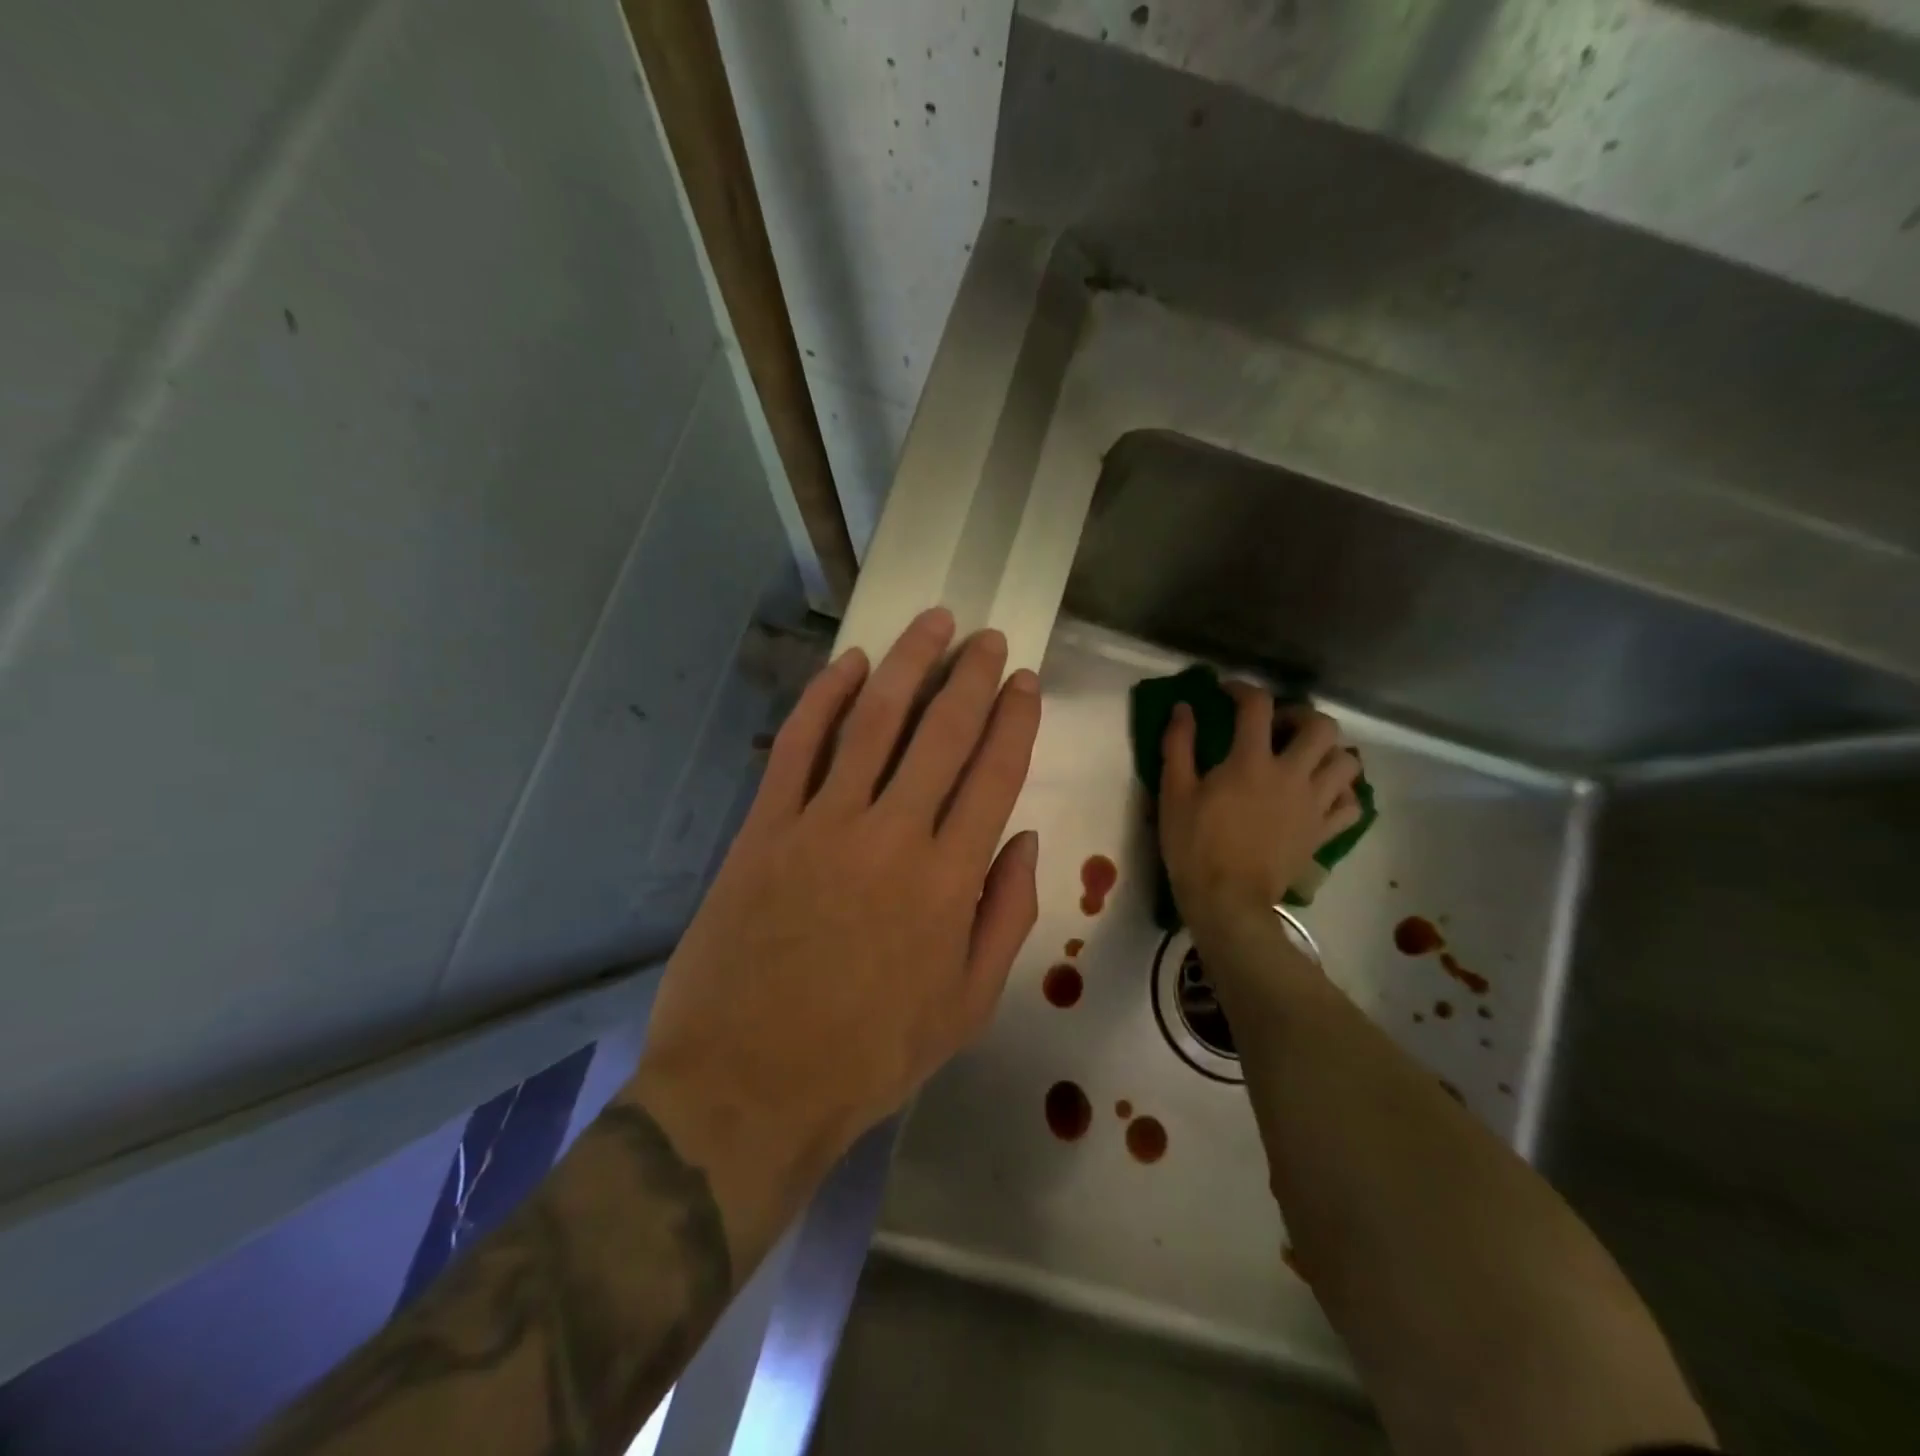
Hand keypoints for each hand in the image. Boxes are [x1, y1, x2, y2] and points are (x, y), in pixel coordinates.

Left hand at [631, 608, 1041, 1259]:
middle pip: (942, 732)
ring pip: (873, 721)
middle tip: (986, 638)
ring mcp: (823, 824)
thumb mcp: (967, 1007)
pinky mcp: (765, 828)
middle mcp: (894, 834)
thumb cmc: (870, 1056)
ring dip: (907, 664)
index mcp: (950, 880)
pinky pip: (798, 746)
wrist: (751, 1085)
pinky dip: (824, 698)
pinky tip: (848, 665)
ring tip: (932, 624)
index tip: (1023, 680)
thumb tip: (1027, 840)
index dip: (1014, 720)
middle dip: (971, 676)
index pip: (995, 774)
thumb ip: (1006, 916)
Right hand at [1159, 684, 1361, 940]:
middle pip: (1321, 726)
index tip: (1228, 692)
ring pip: (1347, 761)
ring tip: (1303, 757)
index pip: (1257, 706)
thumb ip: (1178, 745)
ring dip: (1328, 751)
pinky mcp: (1324, 832)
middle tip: (1276, 727)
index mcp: (1251, 761)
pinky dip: (1342, 791)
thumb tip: (1184, 708)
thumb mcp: (1174, 792)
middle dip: (1300, 715)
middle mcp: (1292, 775)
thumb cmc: (1194, 845)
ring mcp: (1314, 805)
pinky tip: (1321, 792)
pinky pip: (1351, 804)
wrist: (1227, 900)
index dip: (1243, 689)